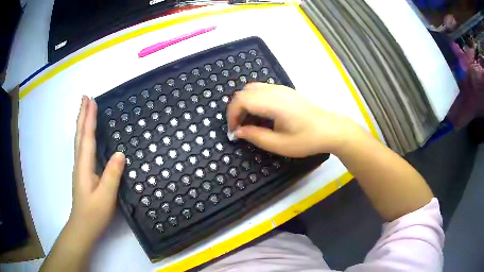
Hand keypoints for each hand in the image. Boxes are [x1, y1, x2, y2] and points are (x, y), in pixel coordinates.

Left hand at [41, 97, 124, 270]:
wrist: (83, 227)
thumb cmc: (94, 213)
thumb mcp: (106, 196)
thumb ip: (112, 175)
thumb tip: (120, 153)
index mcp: (84, 165)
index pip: (87, 137)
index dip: (89, 118)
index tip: (92, 100)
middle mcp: (80, 162)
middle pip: (80, 134)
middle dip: (83, 114)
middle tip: (86, 97)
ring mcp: (80, 167)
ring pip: (79, 140)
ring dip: (82, 122)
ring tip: (86, 110)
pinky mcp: (83, 172)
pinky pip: (82, 147)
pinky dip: (84, 134)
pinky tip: (87, 135)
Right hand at [227, 83, 358, 156]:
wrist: (330, 129)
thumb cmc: (307, 139)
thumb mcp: (279, 144)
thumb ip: (255, 137)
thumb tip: (238, 131)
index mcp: (273, 103)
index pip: (241, 100)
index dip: (232, 115)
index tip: (234, 131)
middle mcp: (275, 91)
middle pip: (244, 92)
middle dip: (236, 109)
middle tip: (240, 127)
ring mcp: (281, 88)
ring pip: (253, 89)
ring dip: (245, 104)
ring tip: (250, 122)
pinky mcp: (286, 90)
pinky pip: (263, 90)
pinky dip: (255, 100)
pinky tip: (262, 115)